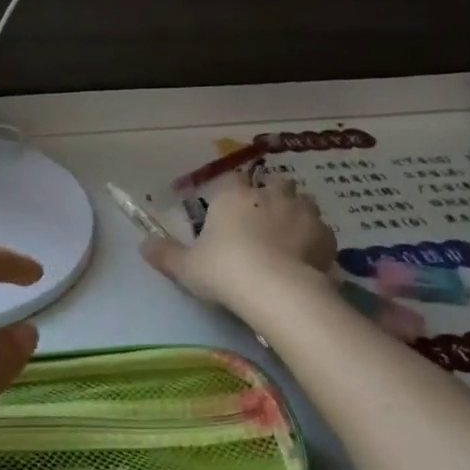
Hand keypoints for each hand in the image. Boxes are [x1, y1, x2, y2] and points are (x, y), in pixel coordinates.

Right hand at [143, 173, 336, 309]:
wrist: (276, 291)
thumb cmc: (225, 271)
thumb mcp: (186, 267)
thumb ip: (165, 254)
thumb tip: (143, 245)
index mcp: (234, 195)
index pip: (233, 178)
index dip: (232, 191)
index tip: (229, 208)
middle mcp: (270, 194)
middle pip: (273, 183)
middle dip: (269, 196)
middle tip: (261, 222)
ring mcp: (303, 211)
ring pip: (301, 202)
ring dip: (295, 214)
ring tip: (286, 239)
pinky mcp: (326, 234)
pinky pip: (320, 230)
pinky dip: (314, 239)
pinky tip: (306, 258)